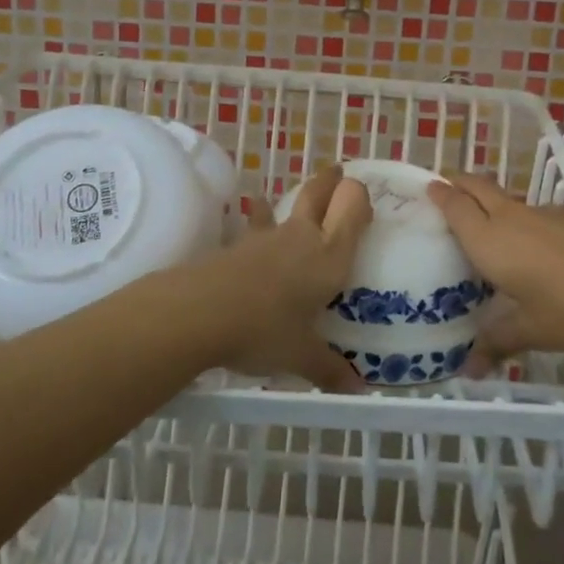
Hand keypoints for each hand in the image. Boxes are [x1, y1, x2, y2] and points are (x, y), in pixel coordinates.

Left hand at [207, 165, 371, 390]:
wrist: (200, 312)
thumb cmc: (264, 330)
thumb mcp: (300, 356)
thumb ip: (329, 368)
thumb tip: (358, 390)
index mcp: (328, 257)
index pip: (351, 210)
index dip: (359, 197)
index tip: (364, 196)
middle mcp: (301, 237)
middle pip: (318, 194)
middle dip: (330, 181)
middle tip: (337, 172)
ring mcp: (266, 238)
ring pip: (284, 207)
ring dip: (292, 200)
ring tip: (296, 197)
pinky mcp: (237, 245)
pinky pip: (255, 227)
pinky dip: (258, 220)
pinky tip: (254, 224)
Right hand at [426, 172, 563, 368]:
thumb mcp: (531, 332)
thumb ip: (497, 344)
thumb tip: (469, 370)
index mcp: (490, 240)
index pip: (456, 206)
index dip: (440, 195)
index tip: (428, 187)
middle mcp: (512, 218)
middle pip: (479, 187)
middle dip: (460, 182)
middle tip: (446, 184)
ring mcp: (546, 214)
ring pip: (509, 199)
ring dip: (492, 201)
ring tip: (489, 221)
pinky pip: (536, 212)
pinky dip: (523, 219)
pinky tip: (537, 245)